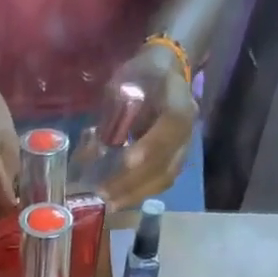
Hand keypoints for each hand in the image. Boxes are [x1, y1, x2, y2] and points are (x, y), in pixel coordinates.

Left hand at [97, 44, 197, 209]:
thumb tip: (90, 150)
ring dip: (136, 193)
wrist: (168, 72)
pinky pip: (161, 181)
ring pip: (164, 177)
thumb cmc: (143, 74)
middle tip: (105, 194)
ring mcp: (184, 147)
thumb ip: (111, 113)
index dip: (151, 144)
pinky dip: (140, 193)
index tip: (127, 161)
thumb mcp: (125, 80)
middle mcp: (187, 127)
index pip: (172, 124)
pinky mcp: (177, 160)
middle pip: (166, 161)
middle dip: (134, 181)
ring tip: (110, 204)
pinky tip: (119, 200)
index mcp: (179, 99)